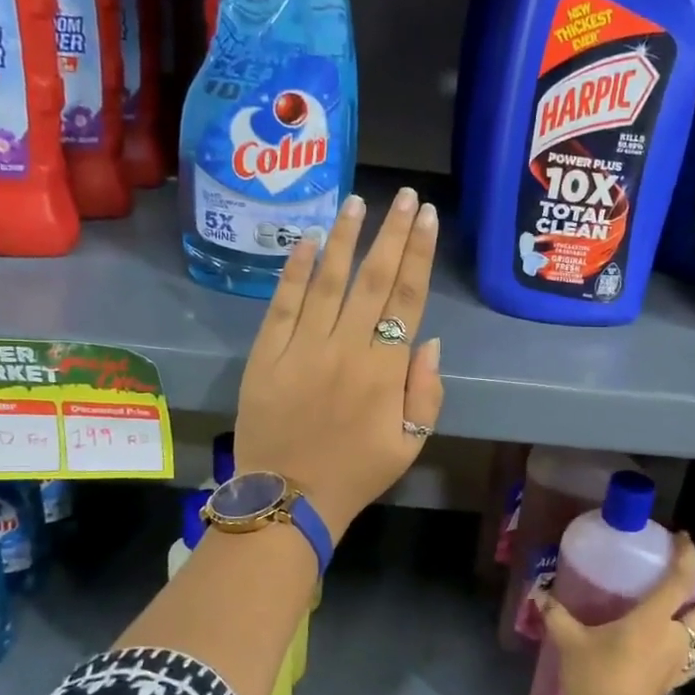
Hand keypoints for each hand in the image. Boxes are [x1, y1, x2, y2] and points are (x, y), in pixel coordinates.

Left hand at [234, 188, 443, 535]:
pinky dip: (296, 271)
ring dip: (344, 239)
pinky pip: (283, 304)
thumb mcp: (411, 442)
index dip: (418, 254)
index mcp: (385, 371)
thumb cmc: (357, 472)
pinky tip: (307, 240)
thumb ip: (426, 390)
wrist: (289, 499)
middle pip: (372, 280)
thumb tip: (428, 339)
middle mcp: (346, 349)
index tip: (426, 218)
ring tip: (357, 202)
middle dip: (391, 234)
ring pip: (328, 282)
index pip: (407, 298)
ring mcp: (302, 348)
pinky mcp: (266, 354)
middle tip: (403, 196)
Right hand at [541, 534, 694, 694]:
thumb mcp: (570, 642)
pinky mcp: (674, 682)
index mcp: (656, 620)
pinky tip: (680, 640)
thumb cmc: (595, 680)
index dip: (687, 556)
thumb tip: (539, 592)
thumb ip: (557, 614)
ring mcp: (679, 663)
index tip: (683, 538)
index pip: (682, 580)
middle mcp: (676, 638)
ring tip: (693, 601)